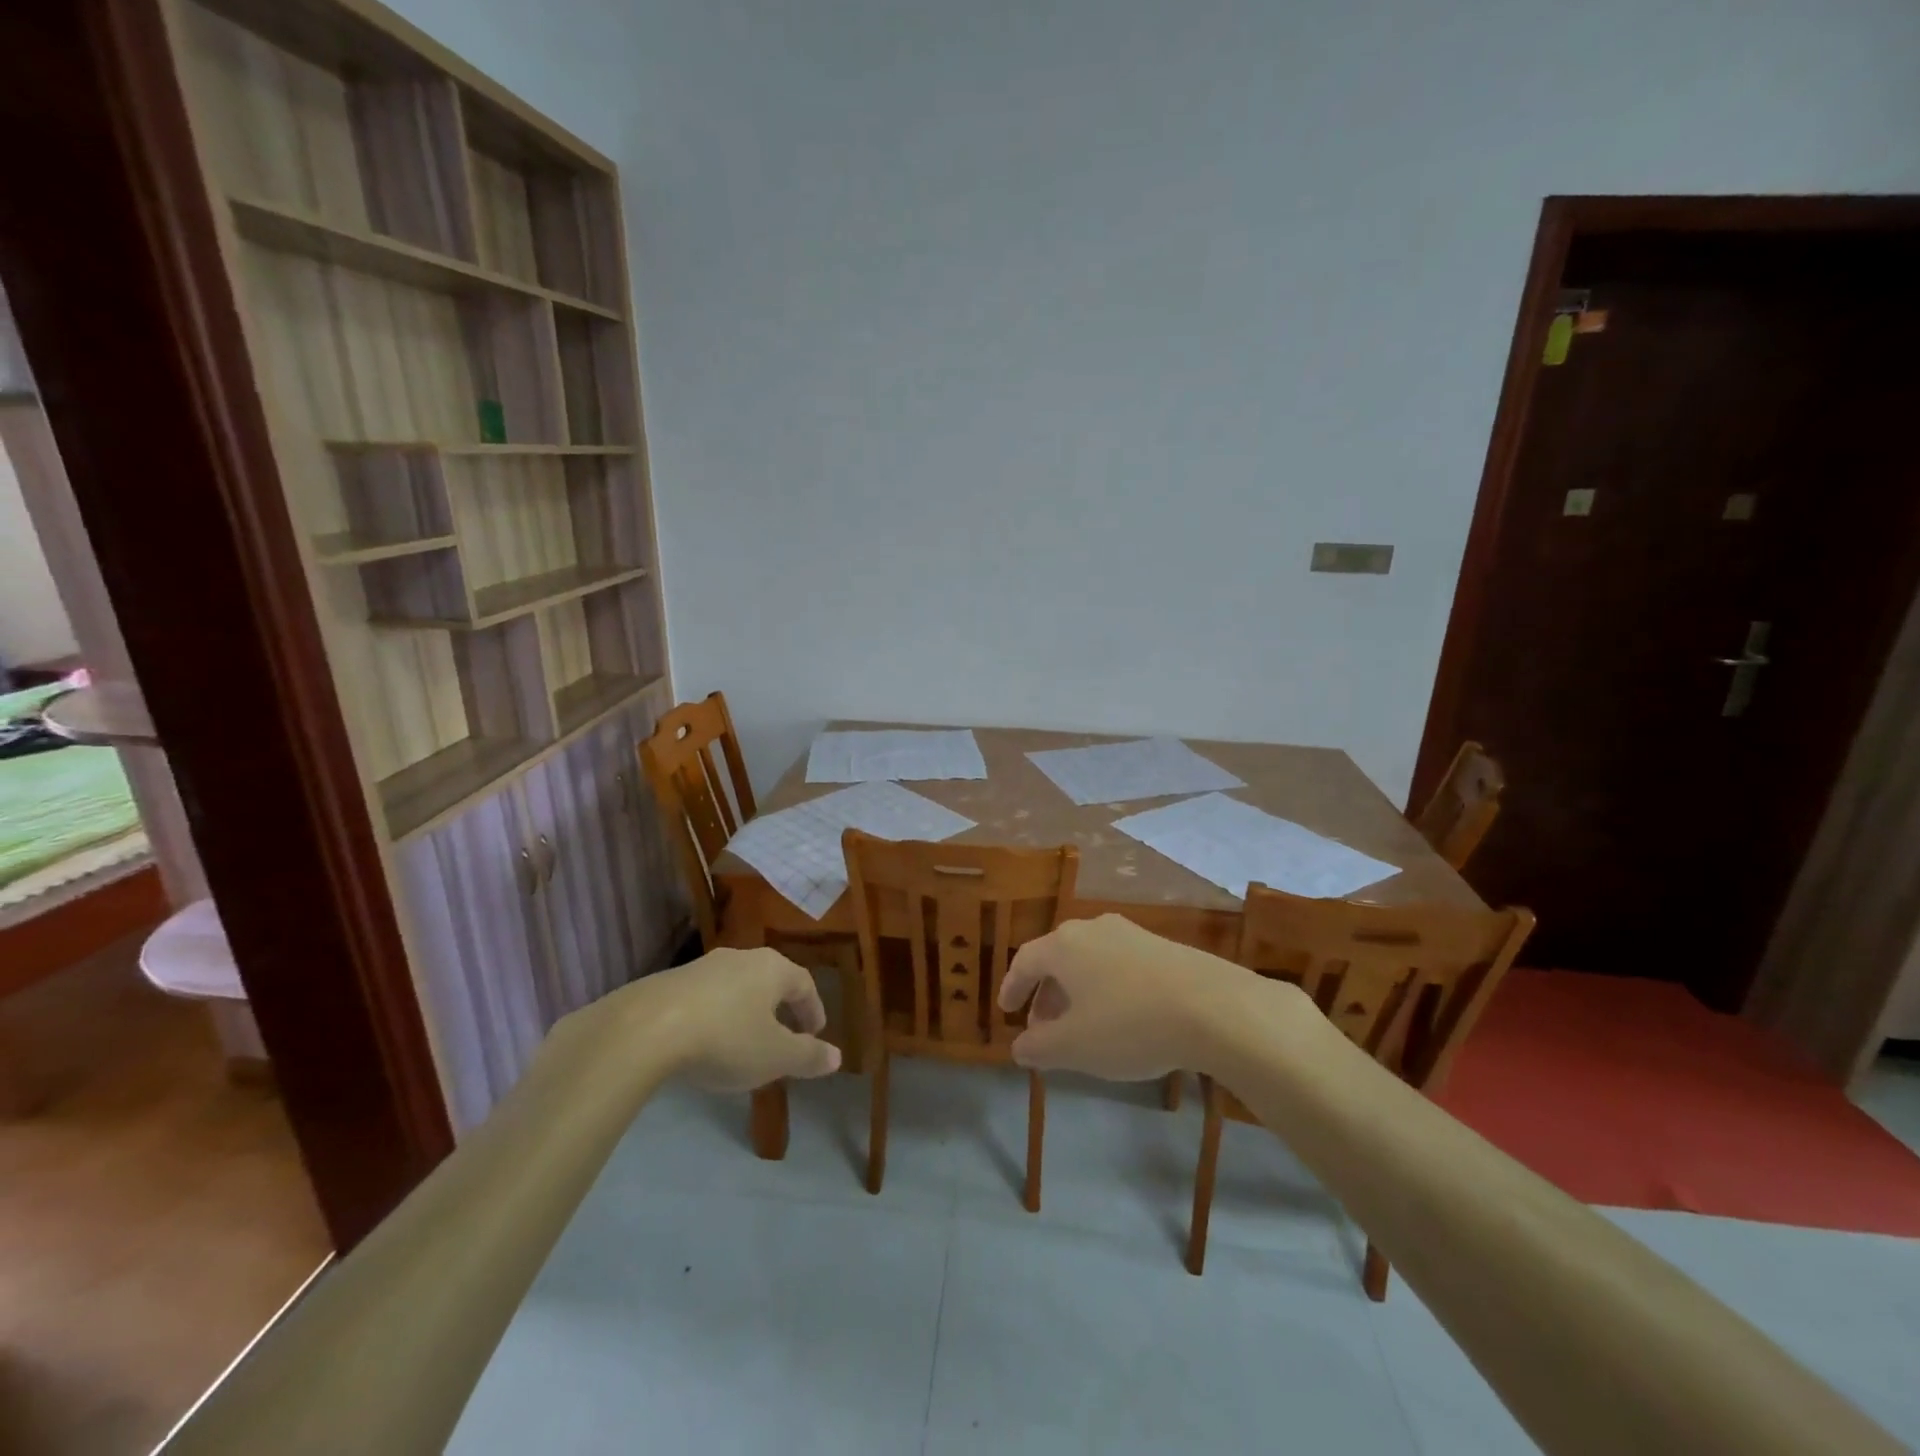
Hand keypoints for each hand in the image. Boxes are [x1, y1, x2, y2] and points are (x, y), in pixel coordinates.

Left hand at [616, 948, 841, 1090]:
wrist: (645, 1029)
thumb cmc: (726, 1039)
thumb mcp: (775, 1057)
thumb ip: (808, 1056)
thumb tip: (837, 1056)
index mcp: (772, 968)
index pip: (804, 984)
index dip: (813, 1010)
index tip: (814, 1035)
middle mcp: (741, 958)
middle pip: (770, 981)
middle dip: (780, 1009)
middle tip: (783, 1037)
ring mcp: (702, 967)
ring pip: (735, 988)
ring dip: (745, 1012)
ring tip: (743, 1042)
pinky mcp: (668, 982)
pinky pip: (704, 998)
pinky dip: (714, 1017)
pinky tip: (704, 1042)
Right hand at [996, 914, 1279, 1079]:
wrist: (1212, 1006)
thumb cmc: (1129, 1024)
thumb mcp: (1075, 1046)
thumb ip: (1038, 1047)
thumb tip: (1019, 1046)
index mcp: (1064, 946)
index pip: (1025, 961)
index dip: (1012, 987)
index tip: (1006, 1012)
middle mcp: (1092, 929)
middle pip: (1057, 958)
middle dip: (1045, 995)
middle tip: (1043, 1029)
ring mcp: (1130, 934)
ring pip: (1089, 961)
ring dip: (1077, 992)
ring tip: (1082, 1027)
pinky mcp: (1161, 946)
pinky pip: (1119, 965)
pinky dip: (1107, 989)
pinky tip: (1122, 1018)